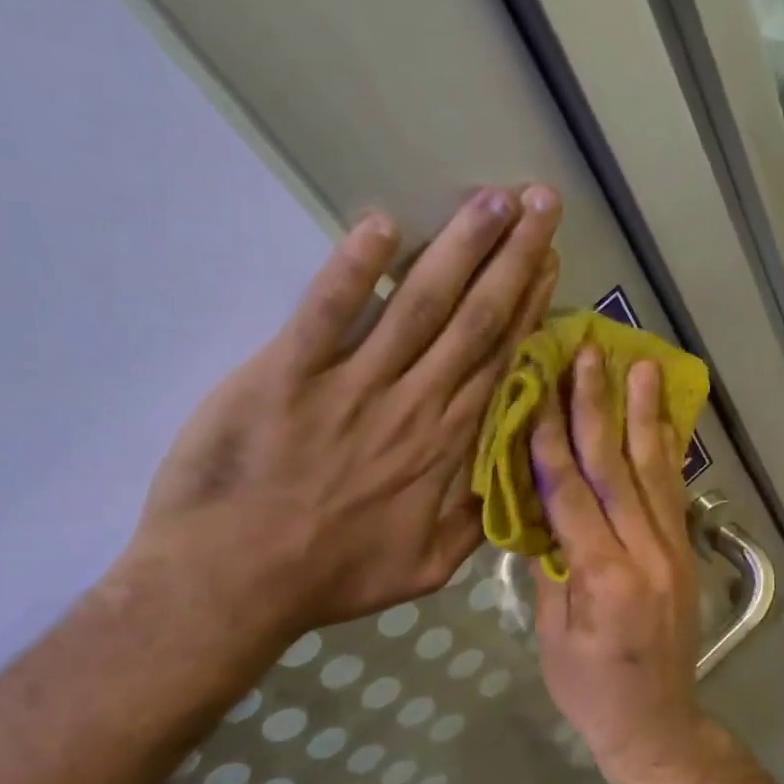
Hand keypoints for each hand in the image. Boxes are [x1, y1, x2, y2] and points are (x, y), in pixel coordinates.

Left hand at [129, 186, 561, 643]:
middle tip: (540, 203)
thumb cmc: (331, 576)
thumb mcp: (427, 569)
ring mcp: (351, 385)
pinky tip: (383, 224)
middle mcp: (412, 404)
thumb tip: (516, 481)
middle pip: (473, 319)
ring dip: (460, 248)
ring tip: (492, 199)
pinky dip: (354, 268)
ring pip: (418, 304)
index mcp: (446, 446)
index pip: (499, 360)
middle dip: (512, 257)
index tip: (551, 261)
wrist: (233, 584)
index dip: (528, 306)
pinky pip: (327, 311)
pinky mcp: (287, 374)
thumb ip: (476, 522)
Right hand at [533, 345, 706, 780]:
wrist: (658, 725)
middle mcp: (646, 553)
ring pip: (655, 471)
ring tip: (643, 365)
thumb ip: (550, 568)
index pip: (571, 492)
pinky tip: (662, 420)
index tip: (541, 385)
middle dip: (600, 406)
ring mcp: (673, 551)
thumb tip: (539, 513)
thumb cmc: (591, 691)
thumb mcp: (553, 636)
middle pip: (617, 467)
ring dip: (645, 415)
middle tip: (593, 353)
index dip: (552, 437)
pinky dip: (667, 452)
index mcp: (604, 577)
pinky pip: (672, 493)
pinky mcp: (685, 554)